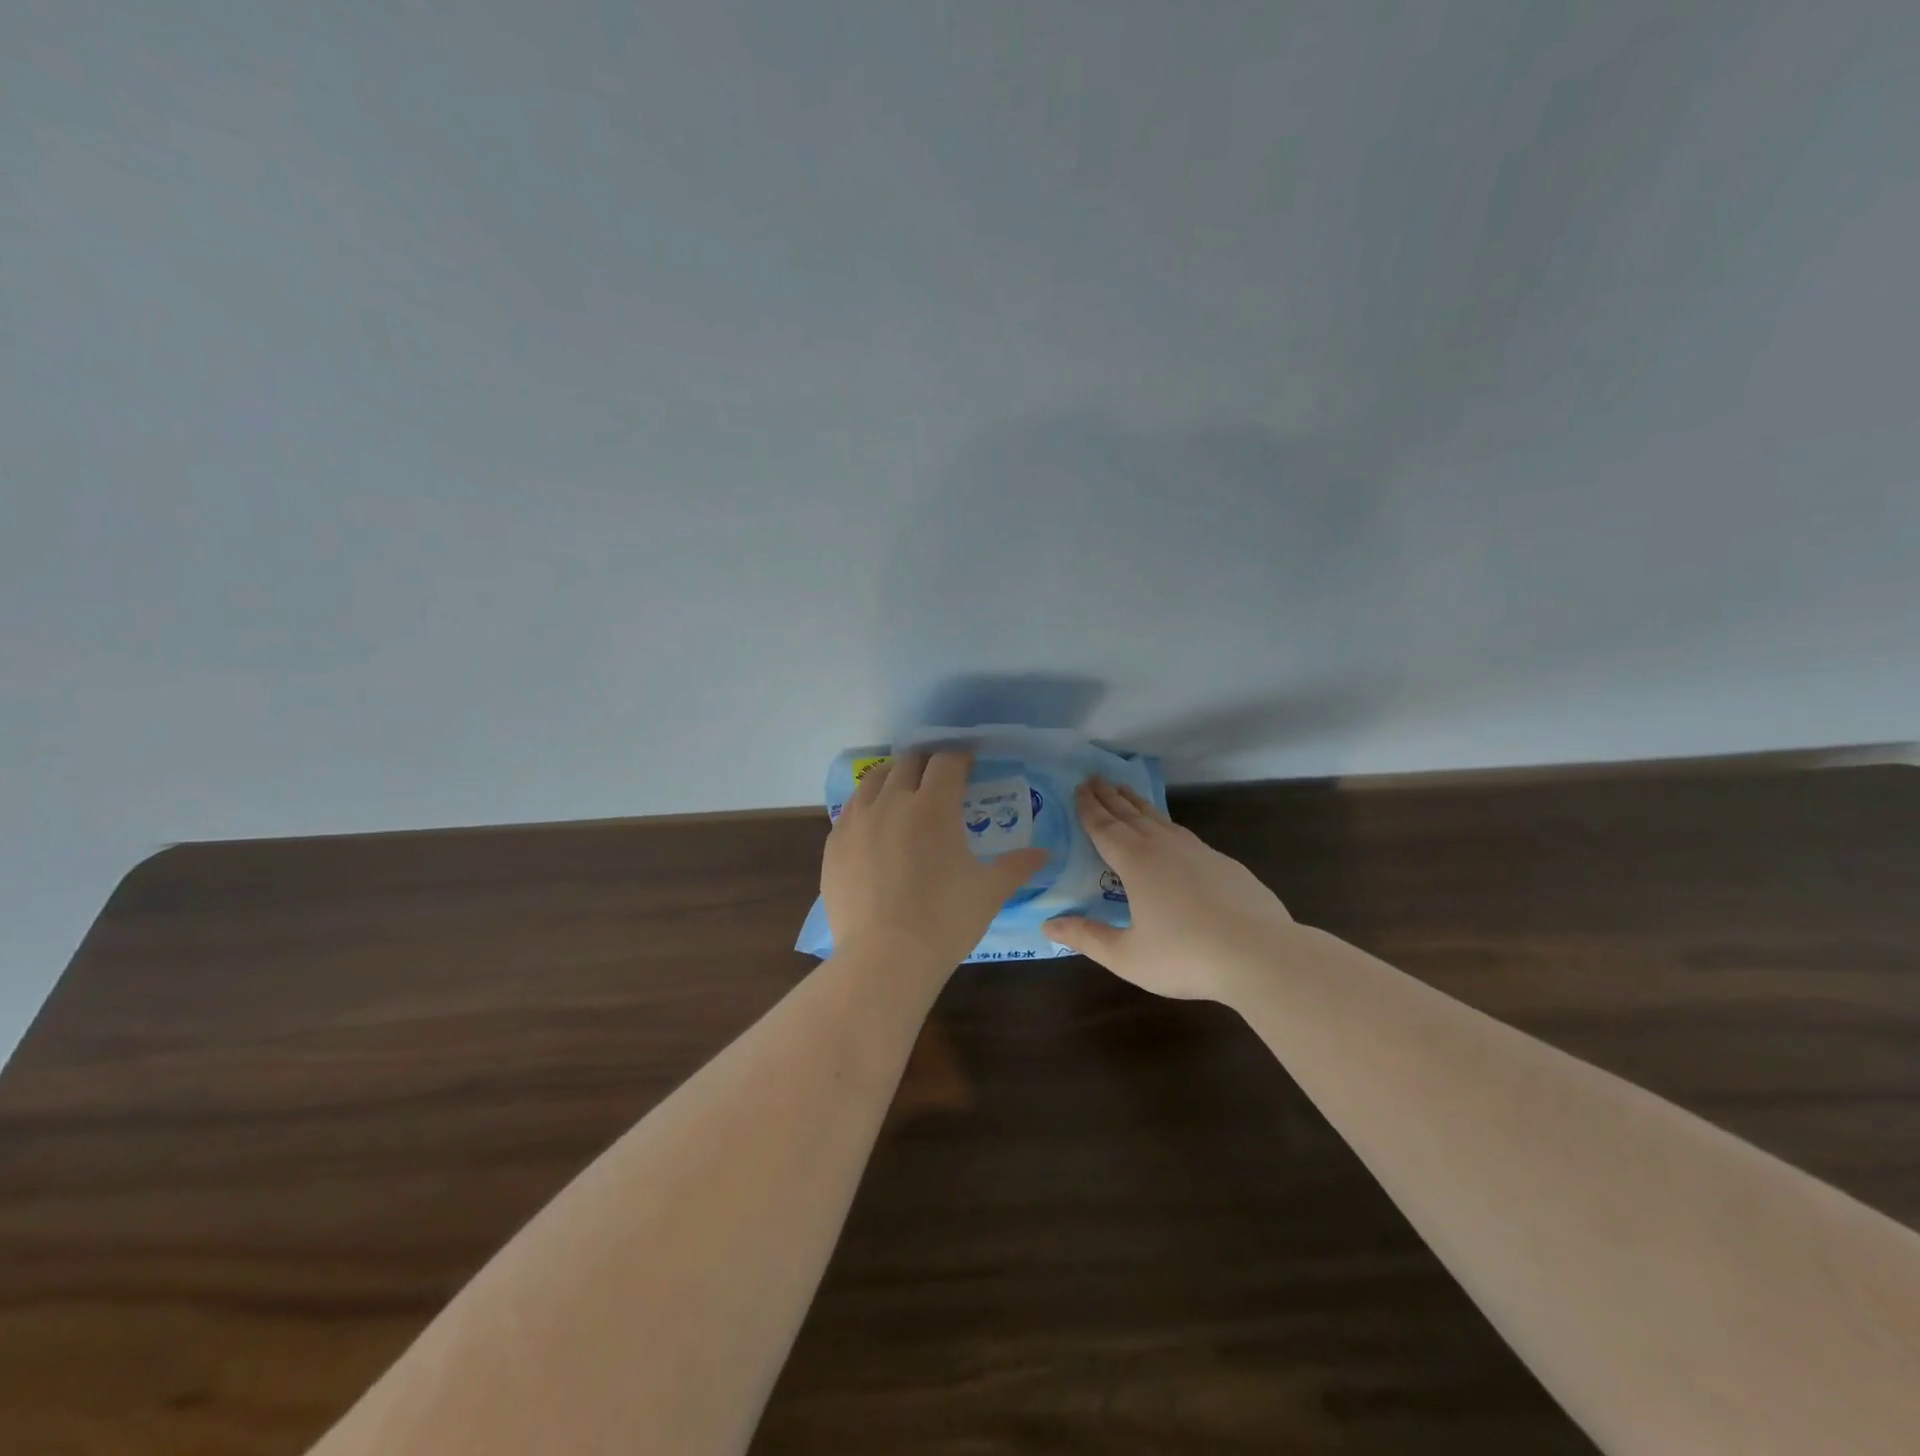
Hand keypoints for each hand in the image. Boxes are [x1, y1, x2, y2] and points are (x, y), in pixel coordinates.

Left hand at [822, 751, 1047, 974]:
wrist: (883, 959)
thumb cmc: (945, 921)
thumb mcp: (989, 892)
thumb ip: (1016, 867)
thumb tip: (1044, 854)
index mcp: (933, 806)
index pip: (947, 762)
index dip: (960, 759)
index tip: (968, 767)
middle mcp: (892, 802)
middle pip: (908, 762)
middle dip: (926, 763)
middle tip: (937, 779)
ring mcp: (857, 821)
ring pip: (872, 780)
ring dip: (892, 777)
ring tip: (902, 794)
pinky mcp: (833, 844)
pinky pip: (850, 811)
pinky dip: (866, 807)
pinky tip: (874, 828)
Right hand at [1043, 778, 1296, 1000]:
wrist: (1260, 954)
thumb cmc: (1186, 956)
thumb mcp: (1127, 955)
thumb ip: (1087, 938)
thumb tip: (1048, 924)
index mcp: (1136, 863)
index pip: (1104, 828)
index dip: (1089, 808)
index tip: (1078, 787)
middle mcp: (1164, 847)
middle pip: (1130, 815)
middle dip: (1109, 796)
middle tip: (1094, 778)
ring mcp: (1197, 851)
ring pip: (1159, 818)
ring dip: (1137, 803)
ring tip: (1125, 791)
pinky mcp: (1223, 863)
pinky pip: (1183, 833)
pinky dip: (1166, 823)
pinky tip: (1169, 831)